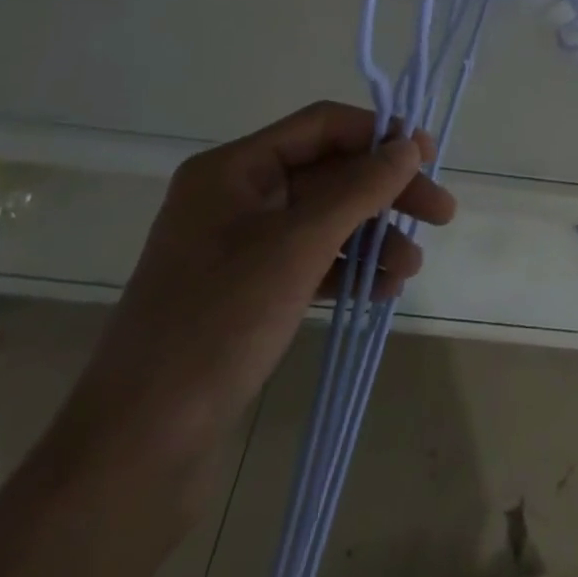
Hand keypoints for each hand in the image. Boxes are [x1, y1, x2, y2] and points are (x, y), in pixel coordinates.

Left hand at [62, 102, 456, 476]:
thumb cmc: (216, 324)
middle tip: (441, 214)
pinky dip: (349, 268)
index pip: (322, 126)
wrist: (136, 450)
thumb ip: (360, 189)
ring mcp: (241, 246)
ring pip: (326, 218)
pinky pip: (312, 259)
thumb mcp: (297, 247)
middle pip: (331, 173)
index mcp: (233, 170)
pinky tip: (383, 289)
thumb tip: (411, 145)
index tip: (429, 157)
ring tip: (410, 268)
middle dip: (386, 193)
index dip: (379, 134)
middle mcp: (237, 197)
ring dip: (373, 235)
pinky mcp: (248, 290)